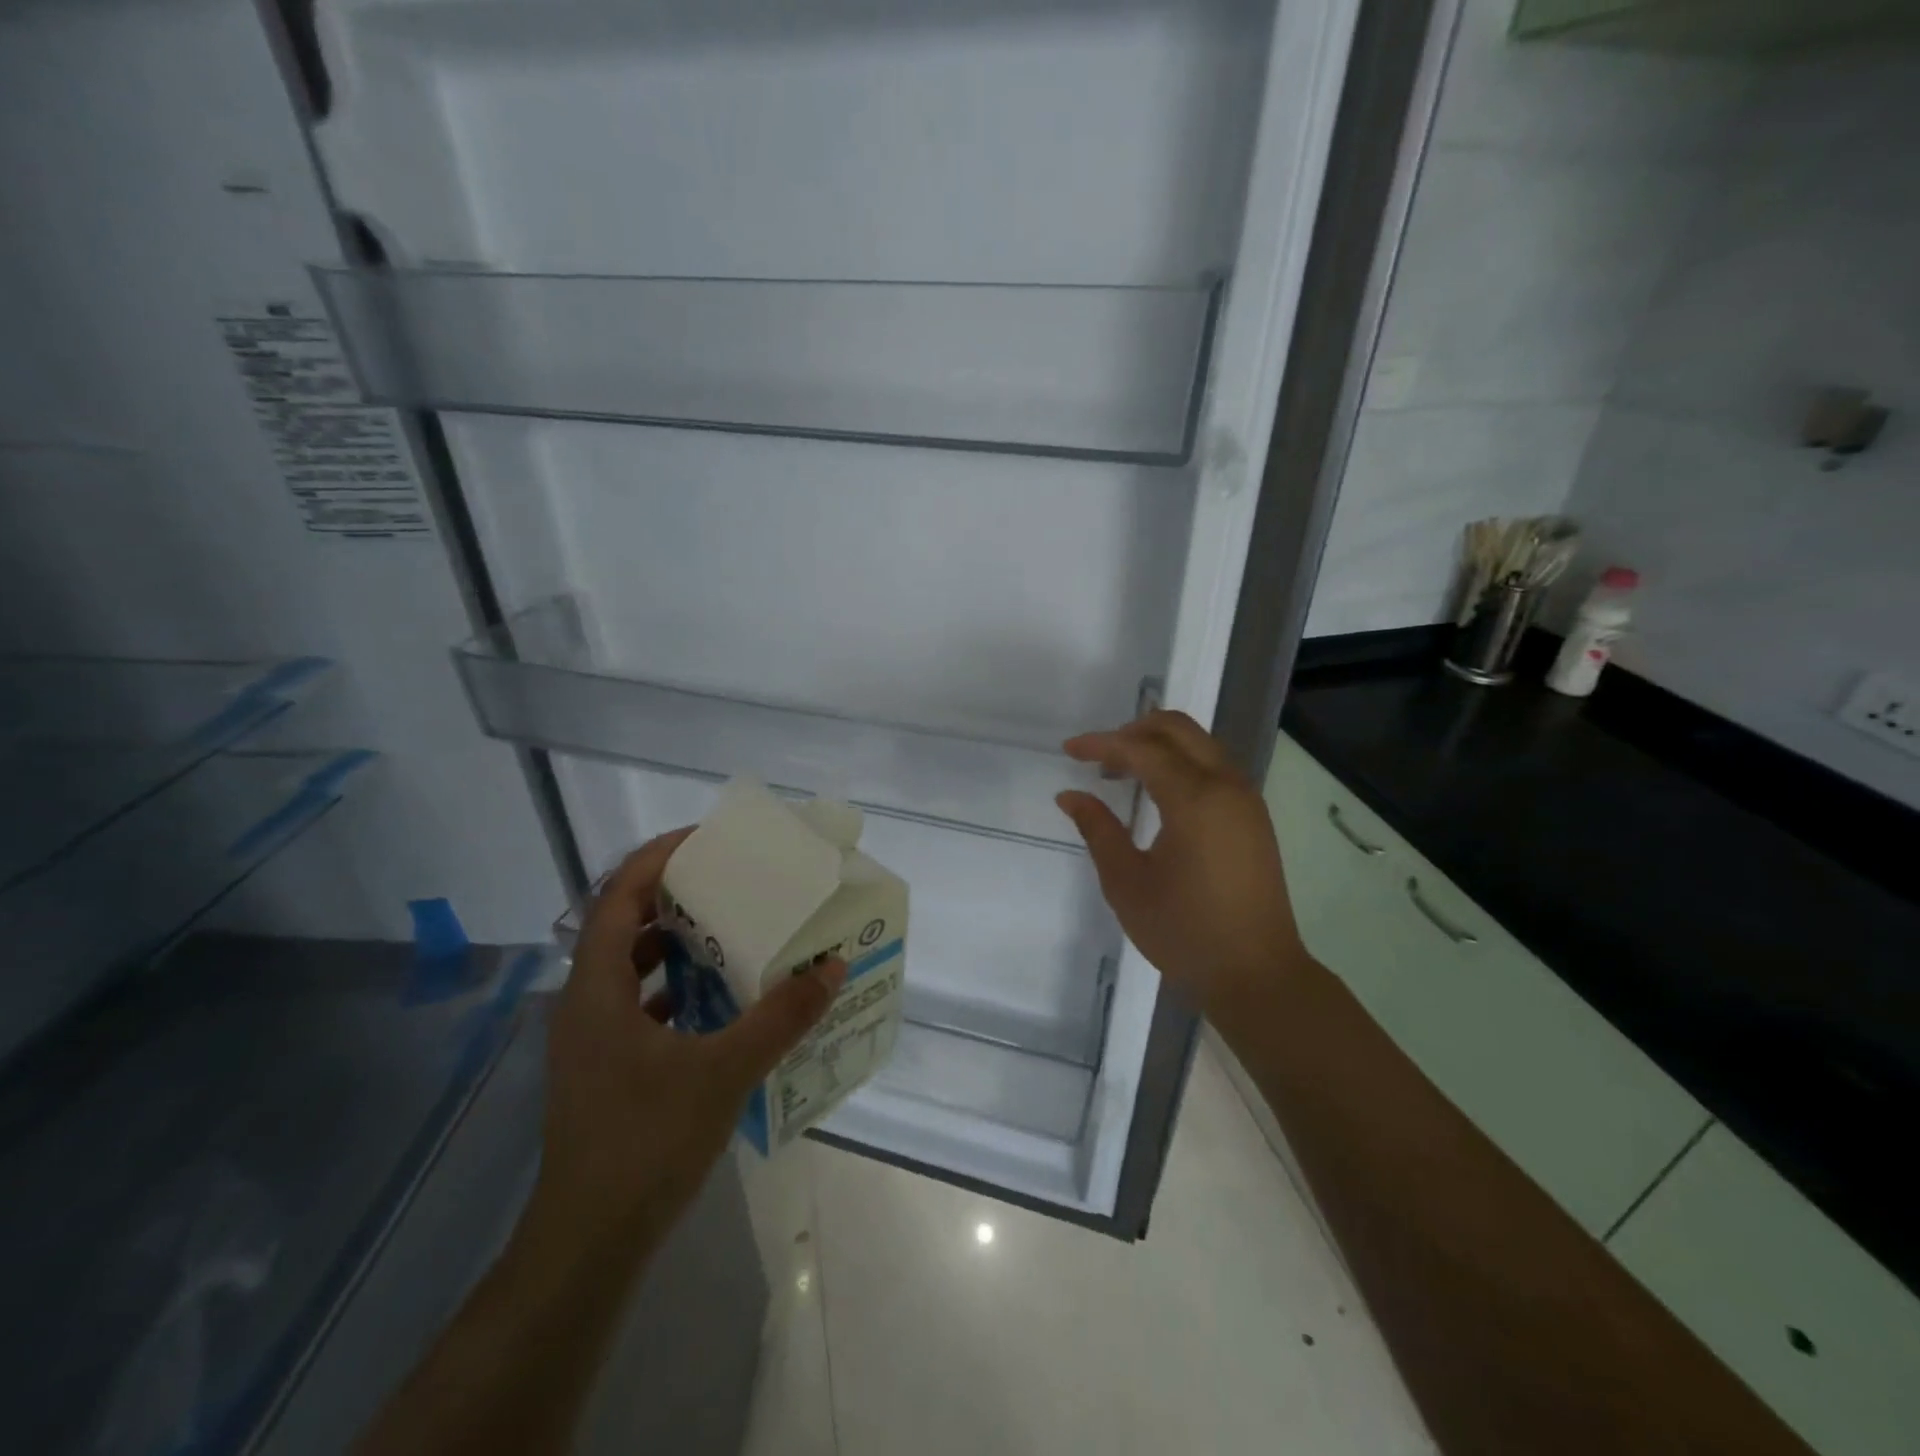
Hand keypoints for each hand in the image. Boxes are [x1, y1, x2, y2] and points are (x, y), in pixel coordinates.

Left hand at [528, 828, 845, 1260]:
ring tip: (729, 928)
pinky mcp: (604, 1067)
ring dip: (674, 941)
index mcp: (596, 988)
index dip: (657, 858)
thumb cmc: (646, 1144)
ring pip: (629, 966)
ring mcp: (590, 1038)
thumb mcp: (724, 1072)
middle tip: (728, 880)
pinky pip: (638, 1003)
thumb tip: (831, 967)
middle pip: (622, 924)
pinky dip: (675, 987)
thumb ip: (780, 1016)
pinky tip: (718, 997)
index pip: (617, 895)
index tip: (706, 839)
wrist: (588, 1246)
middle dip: (672, 895)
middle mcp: (584, 1002)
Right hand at [1056, 711, 1303, 1012]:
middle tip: (1098, 756)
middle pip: (1178, 729)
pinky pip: (1214, 766)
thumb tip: (1071, 795)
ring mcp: (1246, 799)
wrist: (1256, 974)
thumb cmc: (1184, 931)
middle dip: (1134, 730)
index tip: (1069, 751)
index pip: (1141, 749)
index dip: (1101, 744)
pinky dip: (1182, 762)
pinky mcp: (1253, 817)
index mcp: (1195, 798)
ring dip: (1159, 745)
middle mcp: (1226, 785)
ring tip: (1121, 772)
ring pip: (1200, 744)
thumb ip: (1098, 830)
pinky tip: (1157, 792)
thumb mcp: (1126, 882)